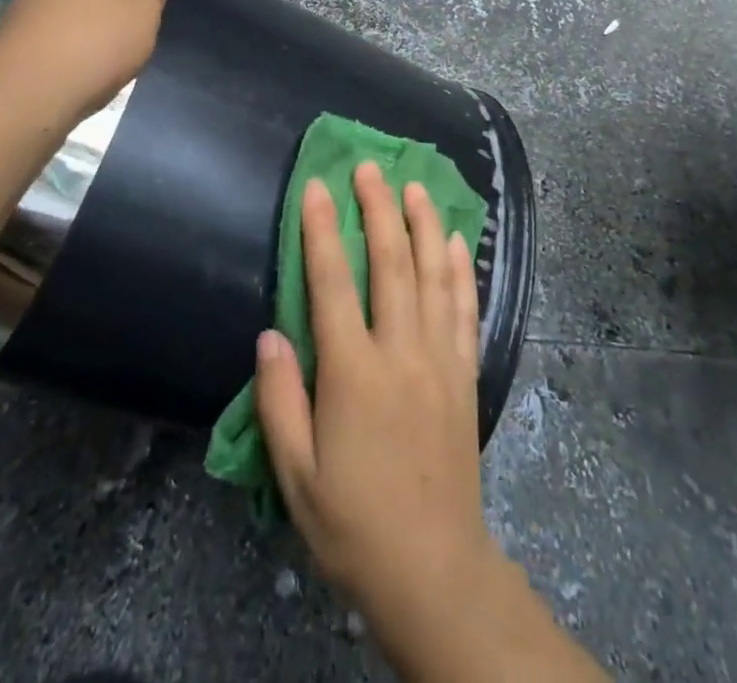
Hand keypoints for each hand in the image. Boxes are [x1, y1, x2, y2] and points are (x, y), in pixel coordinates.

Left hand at [0, 0, 172, 127]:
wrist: (28, 94)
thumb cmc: (97, 39)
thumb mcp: (144, 6)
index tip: (145, 10)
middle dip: (113, 9)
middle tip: (129, 38)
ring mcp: (24, 4)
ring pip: (75, 14)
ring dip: (90, 34)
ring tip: (102, 64)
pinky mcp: (12, 39)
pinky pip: (54, 40)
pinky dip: (67, 54)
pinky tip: (76, 75)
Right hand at [255, 163, 499, 642]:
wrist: (433, 569)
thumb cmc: (353, 523)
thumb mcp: (296, 475)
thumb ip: (279, 400)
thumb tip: (270, 333)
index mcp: (353, 373)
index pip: (333, 283)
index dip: (323, 230)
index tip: (318, 186)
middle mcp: (401, 352)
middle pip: (390, 263)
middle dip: (378, 209)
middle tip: (369, 167)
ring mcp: (440, 359)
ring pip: (433, 275)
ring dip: (423, 225)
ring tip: (414, 186)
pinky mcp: (466, 374)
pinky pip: (465, 309)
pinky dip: (461, 270)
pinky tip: (457, 242)